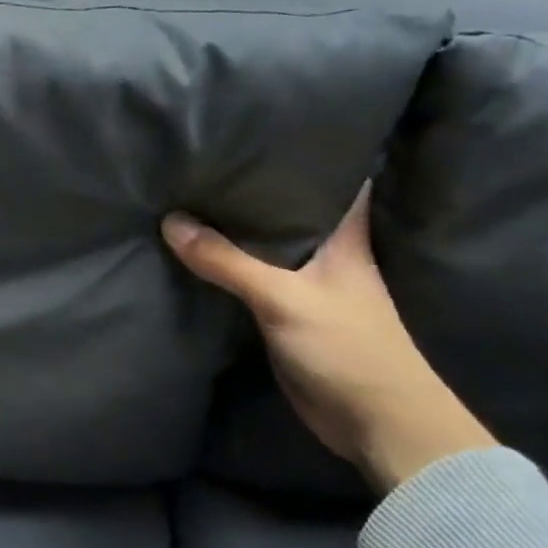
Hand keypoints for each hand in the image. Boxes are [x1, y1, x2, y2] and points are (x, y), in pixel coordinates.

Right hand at [162, 185, 495, 491]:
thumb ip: (228, 261)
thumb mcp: (284, 298)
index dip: (312, 152)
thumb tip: (171, 221)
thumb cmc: (348, 347)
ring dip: (235, 226)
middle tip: (210, 153)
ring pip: (265, 244)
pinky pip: (249, 277)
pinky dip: (226, 264)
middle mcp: (325, 255)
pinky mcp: (284, 314)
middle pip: (289, 209)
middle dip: (256, 185)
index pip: (337, 180)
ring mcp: (304, 285)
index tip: (274, 125)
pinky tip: (194, 250)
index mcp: (344, 239)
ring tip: (191, 191)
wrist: (376, 423)